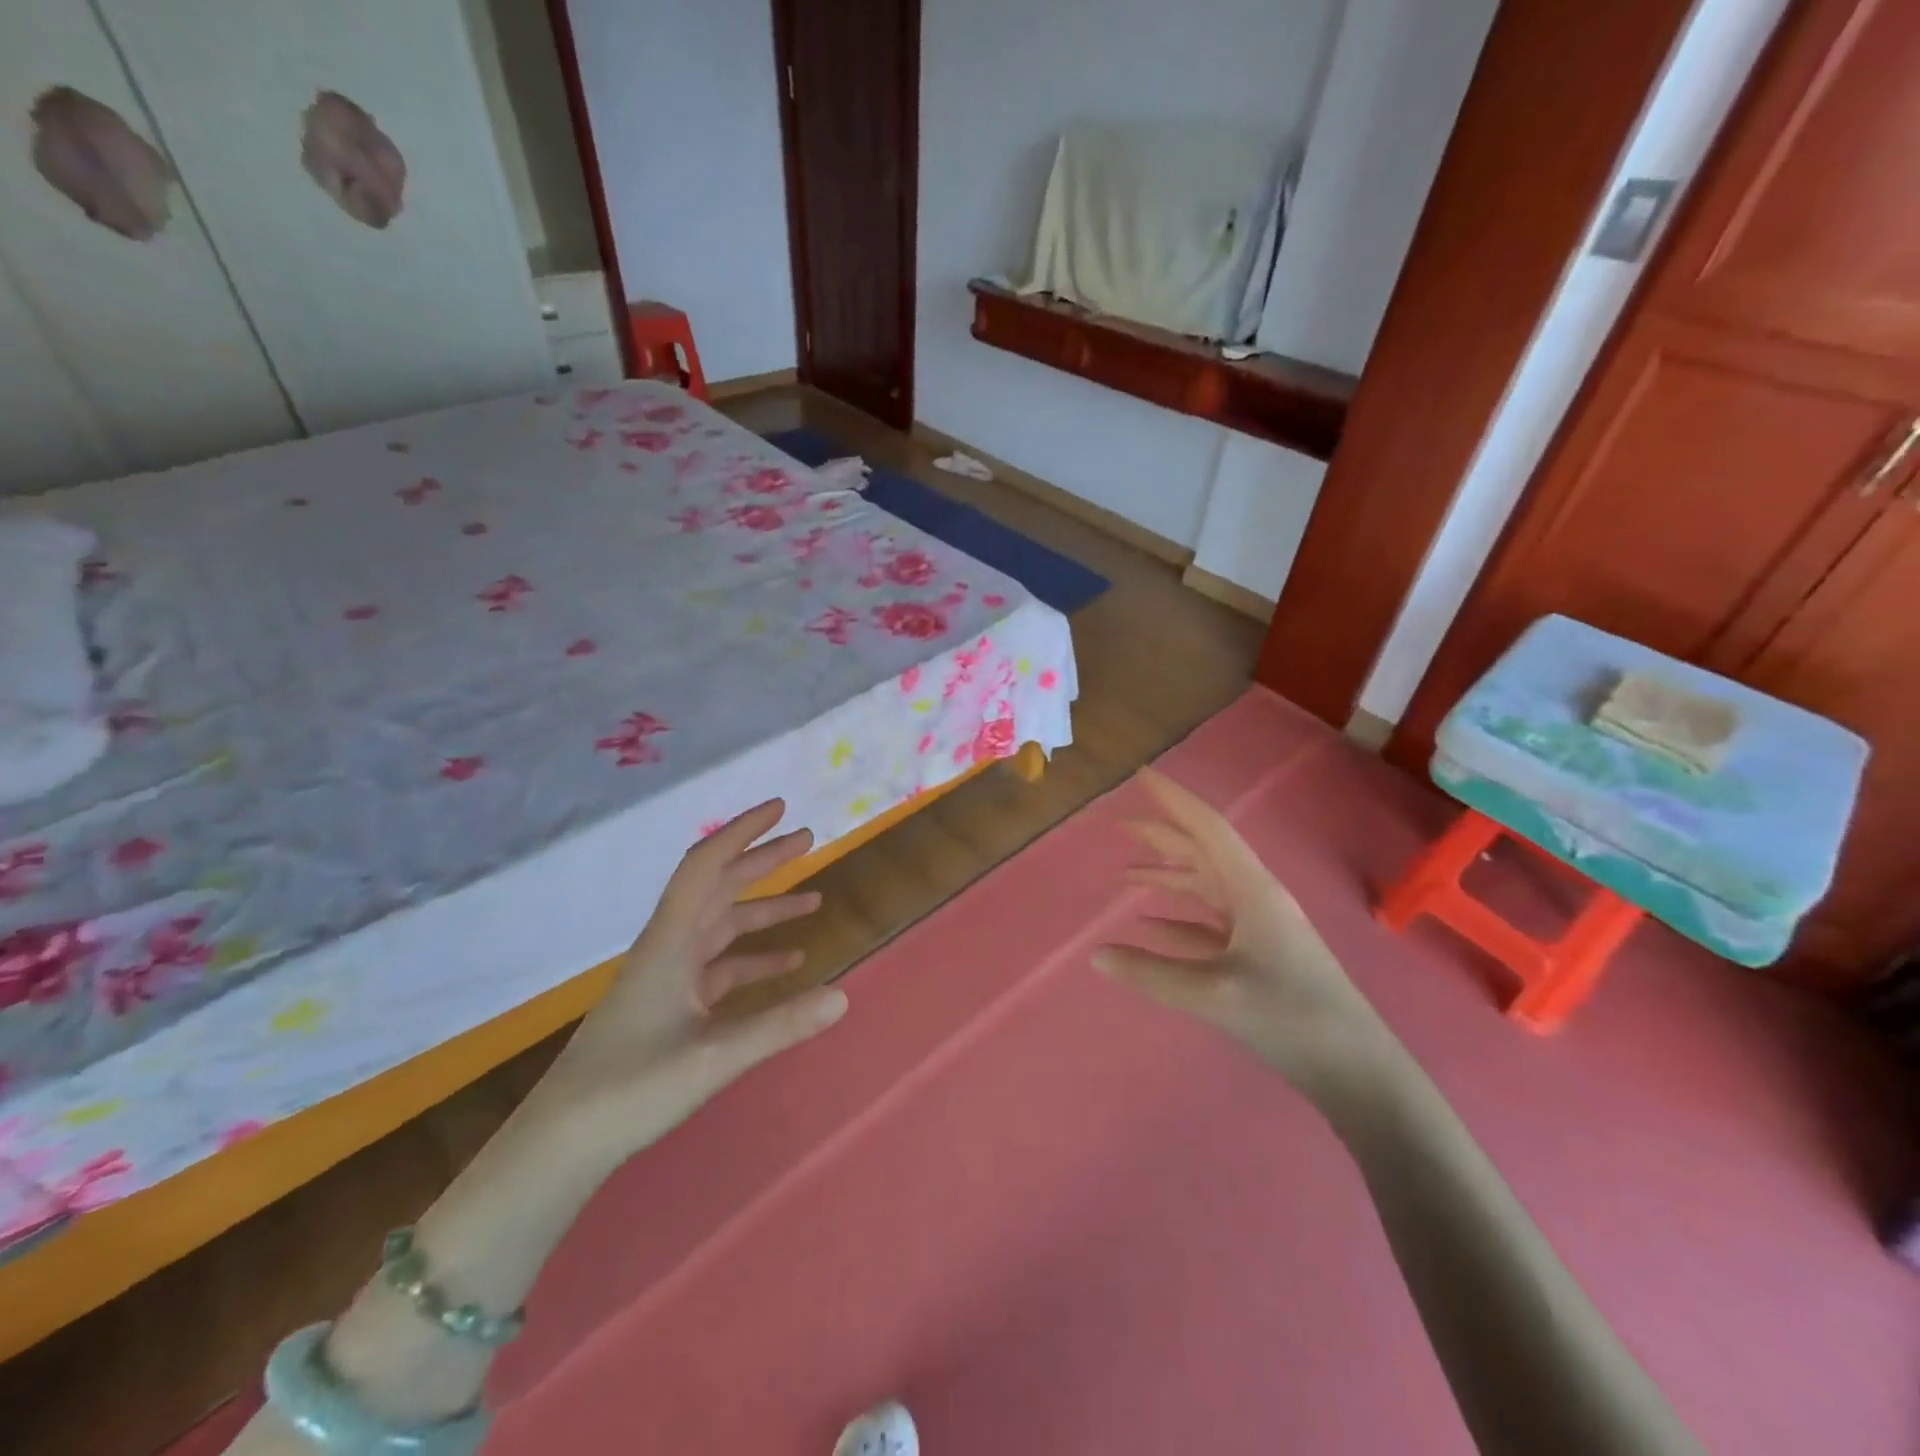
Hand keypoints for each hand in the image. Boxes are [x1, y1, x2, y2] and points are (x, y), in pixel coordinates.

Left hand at [528, 799, 848, 1168]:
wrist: (559, 1146)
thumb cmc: (629, 1090)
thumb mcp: (713, 1059)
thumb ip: (780, 1026)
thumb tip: (844, 995)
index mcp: (670, 944)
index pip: (707, 867)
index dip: (742, 832)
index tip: (779, 809)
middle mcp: (668, 949)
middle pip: (719, 888)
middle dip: (763, 861)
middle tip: (808, 840)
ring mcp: (667, 979)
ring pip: (722, 927)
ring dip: (764, 910)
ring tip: (813, 902)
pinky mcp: (668, 1007)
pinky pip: (719, 967)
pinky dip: (753, 958)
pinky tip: (786, 966)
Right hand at [1093, 769, 1394, 1103]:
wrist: (1356, 1069)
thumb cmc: (1289, 1017)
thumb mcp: (1212, 994)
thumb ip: (1150, 972)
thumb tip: (1096, 954)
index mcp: (1252, 890)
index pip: (1207, 828)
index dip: (1174, 800)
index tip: (1143, 776)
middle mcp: (1255, 898)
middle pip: (1203, 853)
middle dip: (1162, 835)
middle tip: (1120, 823)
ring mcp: (1259, 927)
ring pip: (1205, 887)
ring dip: (1168, 876)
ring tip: (1125, 874)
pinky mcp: (1258, 955)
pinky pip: (1208, 924)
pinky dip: (1178, 919)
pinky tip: (1150, 925)